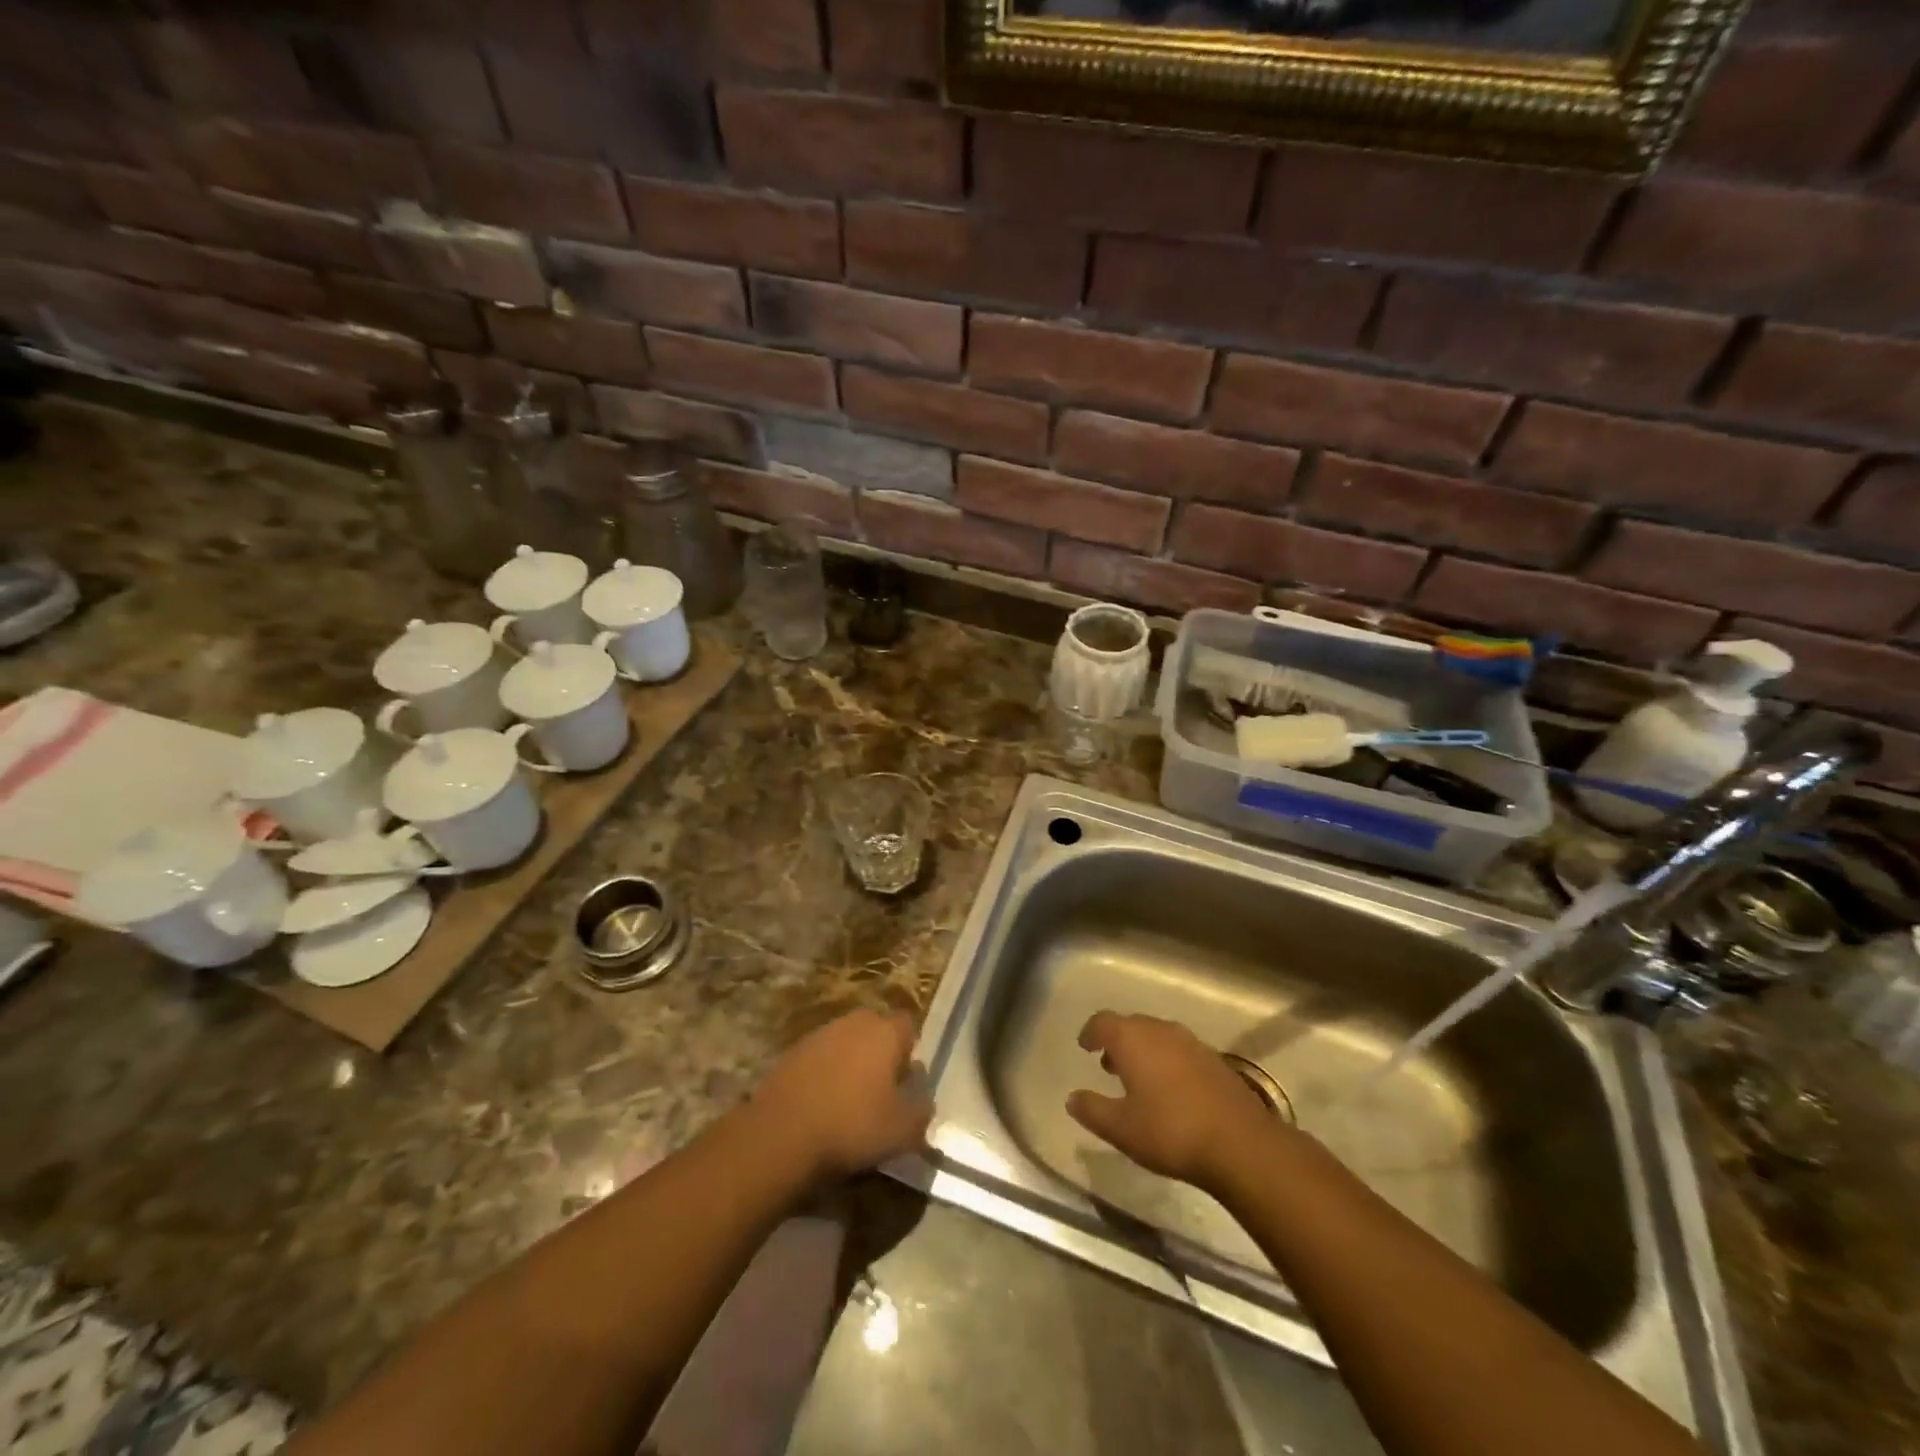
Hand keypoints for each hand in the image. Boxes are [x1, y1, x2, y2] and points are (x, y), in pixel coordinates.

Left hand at [755, 1010, 931, 1181]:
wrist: (781, 1134)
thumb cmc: (852, 1126)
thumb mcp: (902, 1131)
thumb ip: (922, 1111)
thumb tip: (924, 1099)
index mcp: (884, 1033)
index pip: (908, 1025)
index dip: (910, 1049)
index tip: (907, 1078)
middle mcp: (853, 1023)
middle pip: (875, 1028)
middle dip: (880, 1051)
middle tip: (881, 1087)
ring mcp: (820, 1034)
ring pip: (845, 1040)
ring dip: (850, 1061)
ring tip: (849, 1098)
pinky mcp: (792, 1052)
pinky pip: (819, 1056)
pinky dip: (824, 1072)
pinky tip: (821, 1103)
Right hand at [1067, 1012, 1276, 1191]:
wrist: (1240, 1143)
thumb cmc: (1170, 1131)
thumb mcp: (1121, 1128)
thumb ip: (1092, 1110)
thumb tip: (1072, 1098)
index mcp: (1133, 1039)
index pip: (1103, 1022)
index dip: (1091, 1032)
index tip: (1085, 1045)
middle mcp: (1161, 1030)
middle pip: (1131, 1025)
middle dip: (1117, 1041)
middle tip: (1108, 1064)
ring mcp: (1191, 1042)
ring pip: (1158, 1036)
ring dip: (1143, 1050)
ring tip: (1138, 1078)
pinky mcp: (1215, 1060)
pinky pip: (1180, 1050)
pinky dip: (1167, 1060)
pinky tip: (1171, 1090)